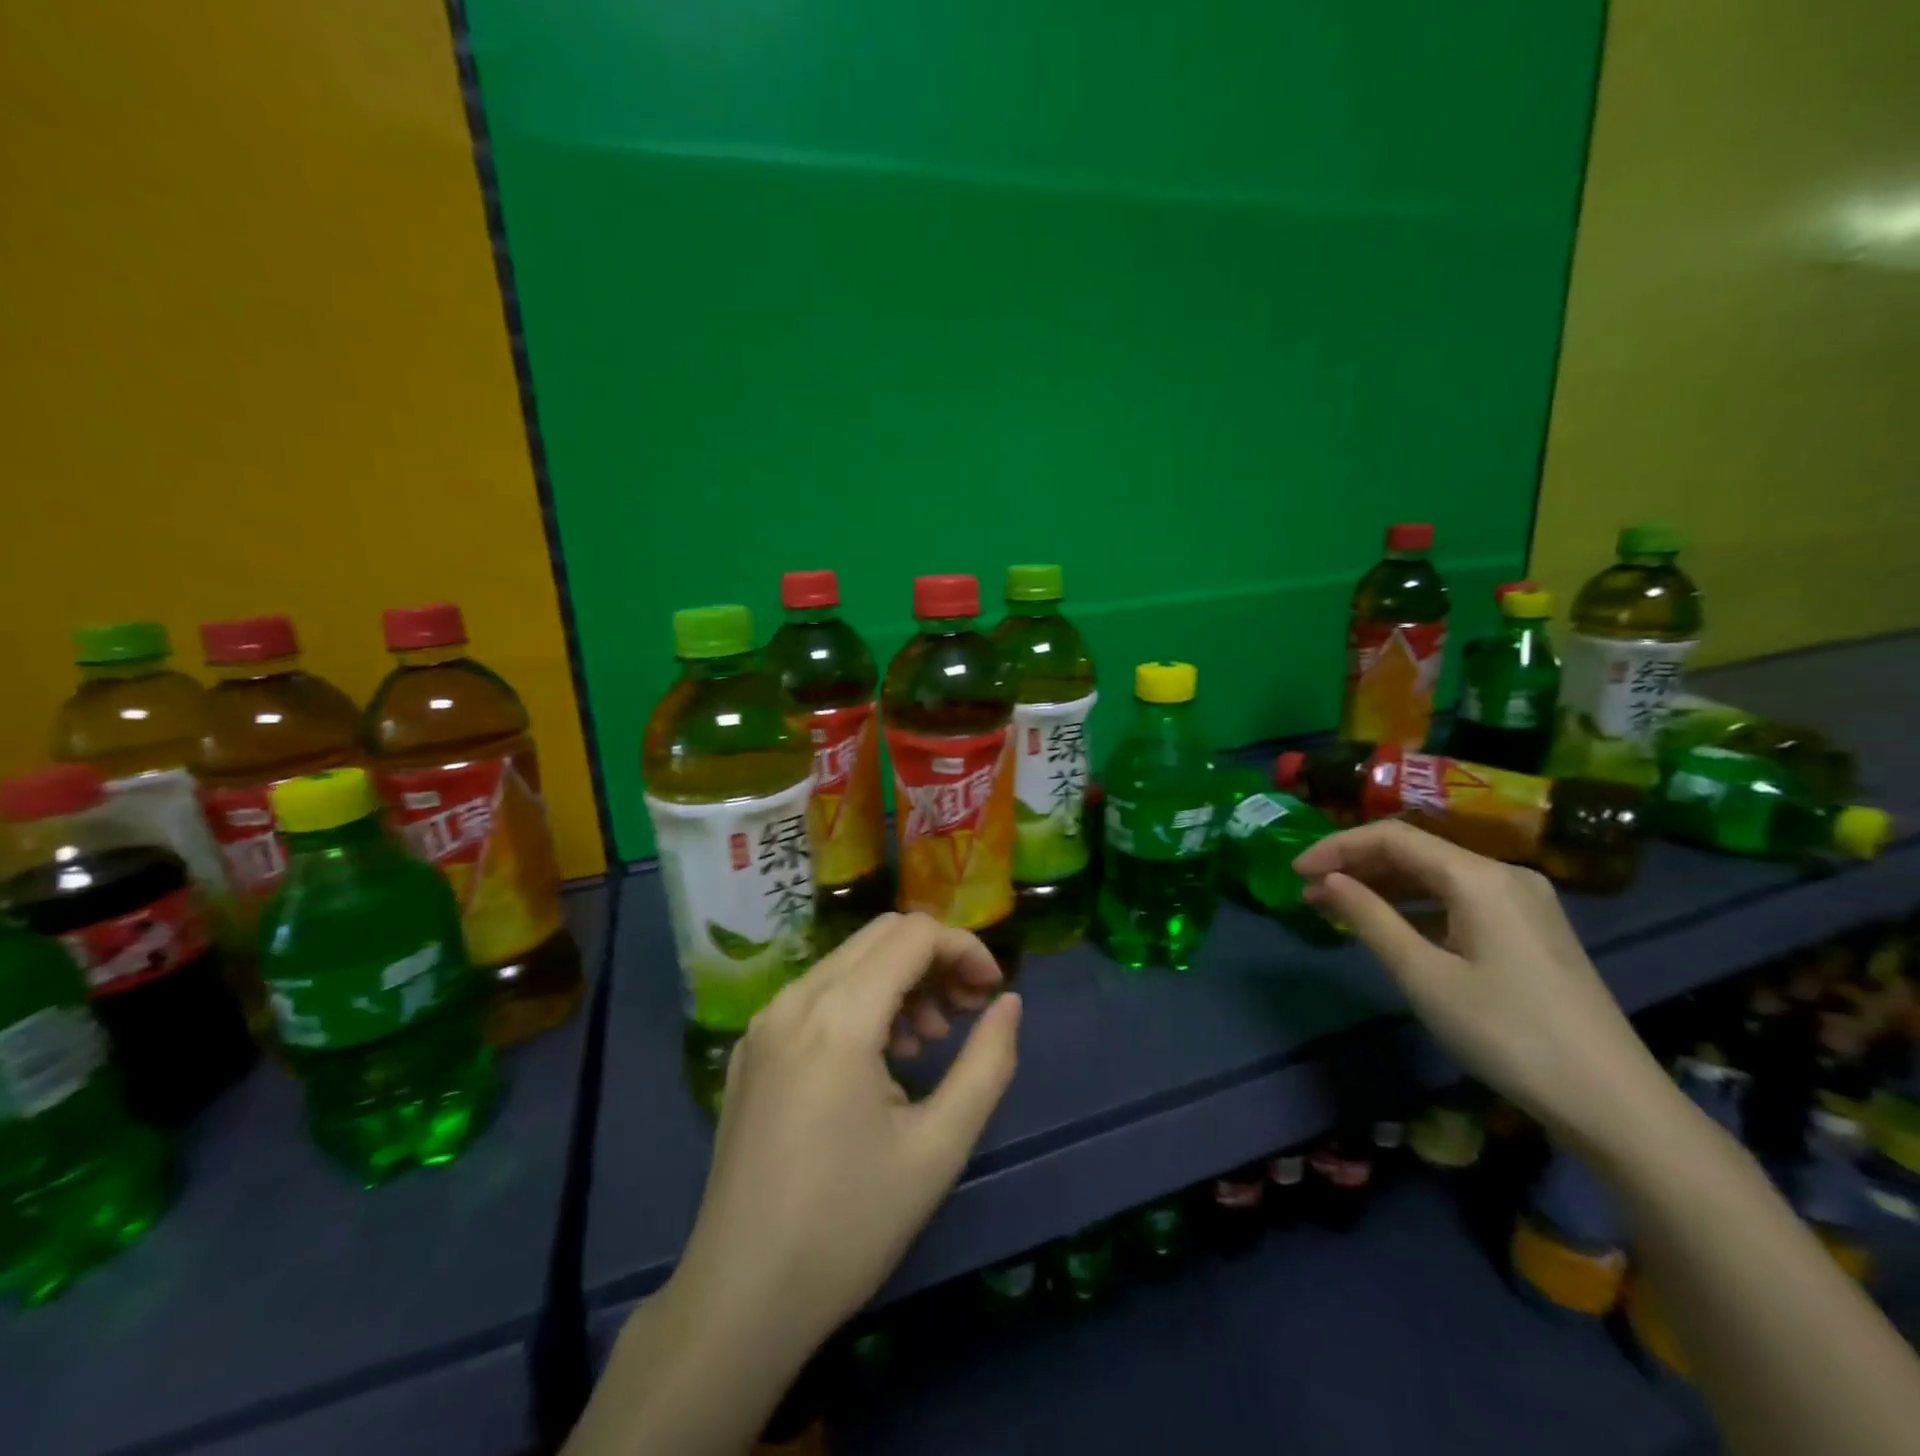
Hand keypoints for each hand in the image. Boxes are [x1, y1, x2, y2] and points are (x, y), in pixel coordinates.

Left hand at [672, 913, 1021, 1358]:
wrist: (740, 1300)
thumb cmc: (849, 1226)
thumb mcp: (938, 1148)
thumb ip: (987, 1064)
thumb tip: (1010, 1003)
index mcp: (838, 1017)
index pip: (914, 935)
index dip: (965, 948)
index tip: (992, 992)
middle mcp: (794, 1000)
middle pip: (881, 935)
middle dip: (935, 958)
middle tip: (967, 1011)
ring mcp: (765, 1021)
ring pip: (848, 960)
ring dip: (900, 980)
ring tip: (928, 1041)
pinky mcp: (752, 1047)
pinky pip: (817, 993)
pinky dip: (861, 1000)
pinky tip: (879, 1058)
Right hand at [1294, 821, 1668, 1148]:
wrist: (1613, 1102)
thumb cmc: (1506, 1033)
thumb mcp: (1423, 975)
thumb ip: (1369, 918)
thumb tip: (1326, 880)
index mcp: (1480, 877)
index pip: (1393, 838)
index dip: (1337, 847)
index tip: (1296, 871)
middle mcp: (1504, 875)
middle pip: (1416, 851)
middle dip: (1356, 866)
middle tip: (1309, 892)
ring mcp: (1523, 902)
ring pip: (1436, 876)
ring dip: (1383, 886)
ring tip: (1336, 907)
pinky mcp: (1530, 930)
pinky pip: (1459, 899)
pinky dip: (1416, 906)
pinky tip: (1390, 926)